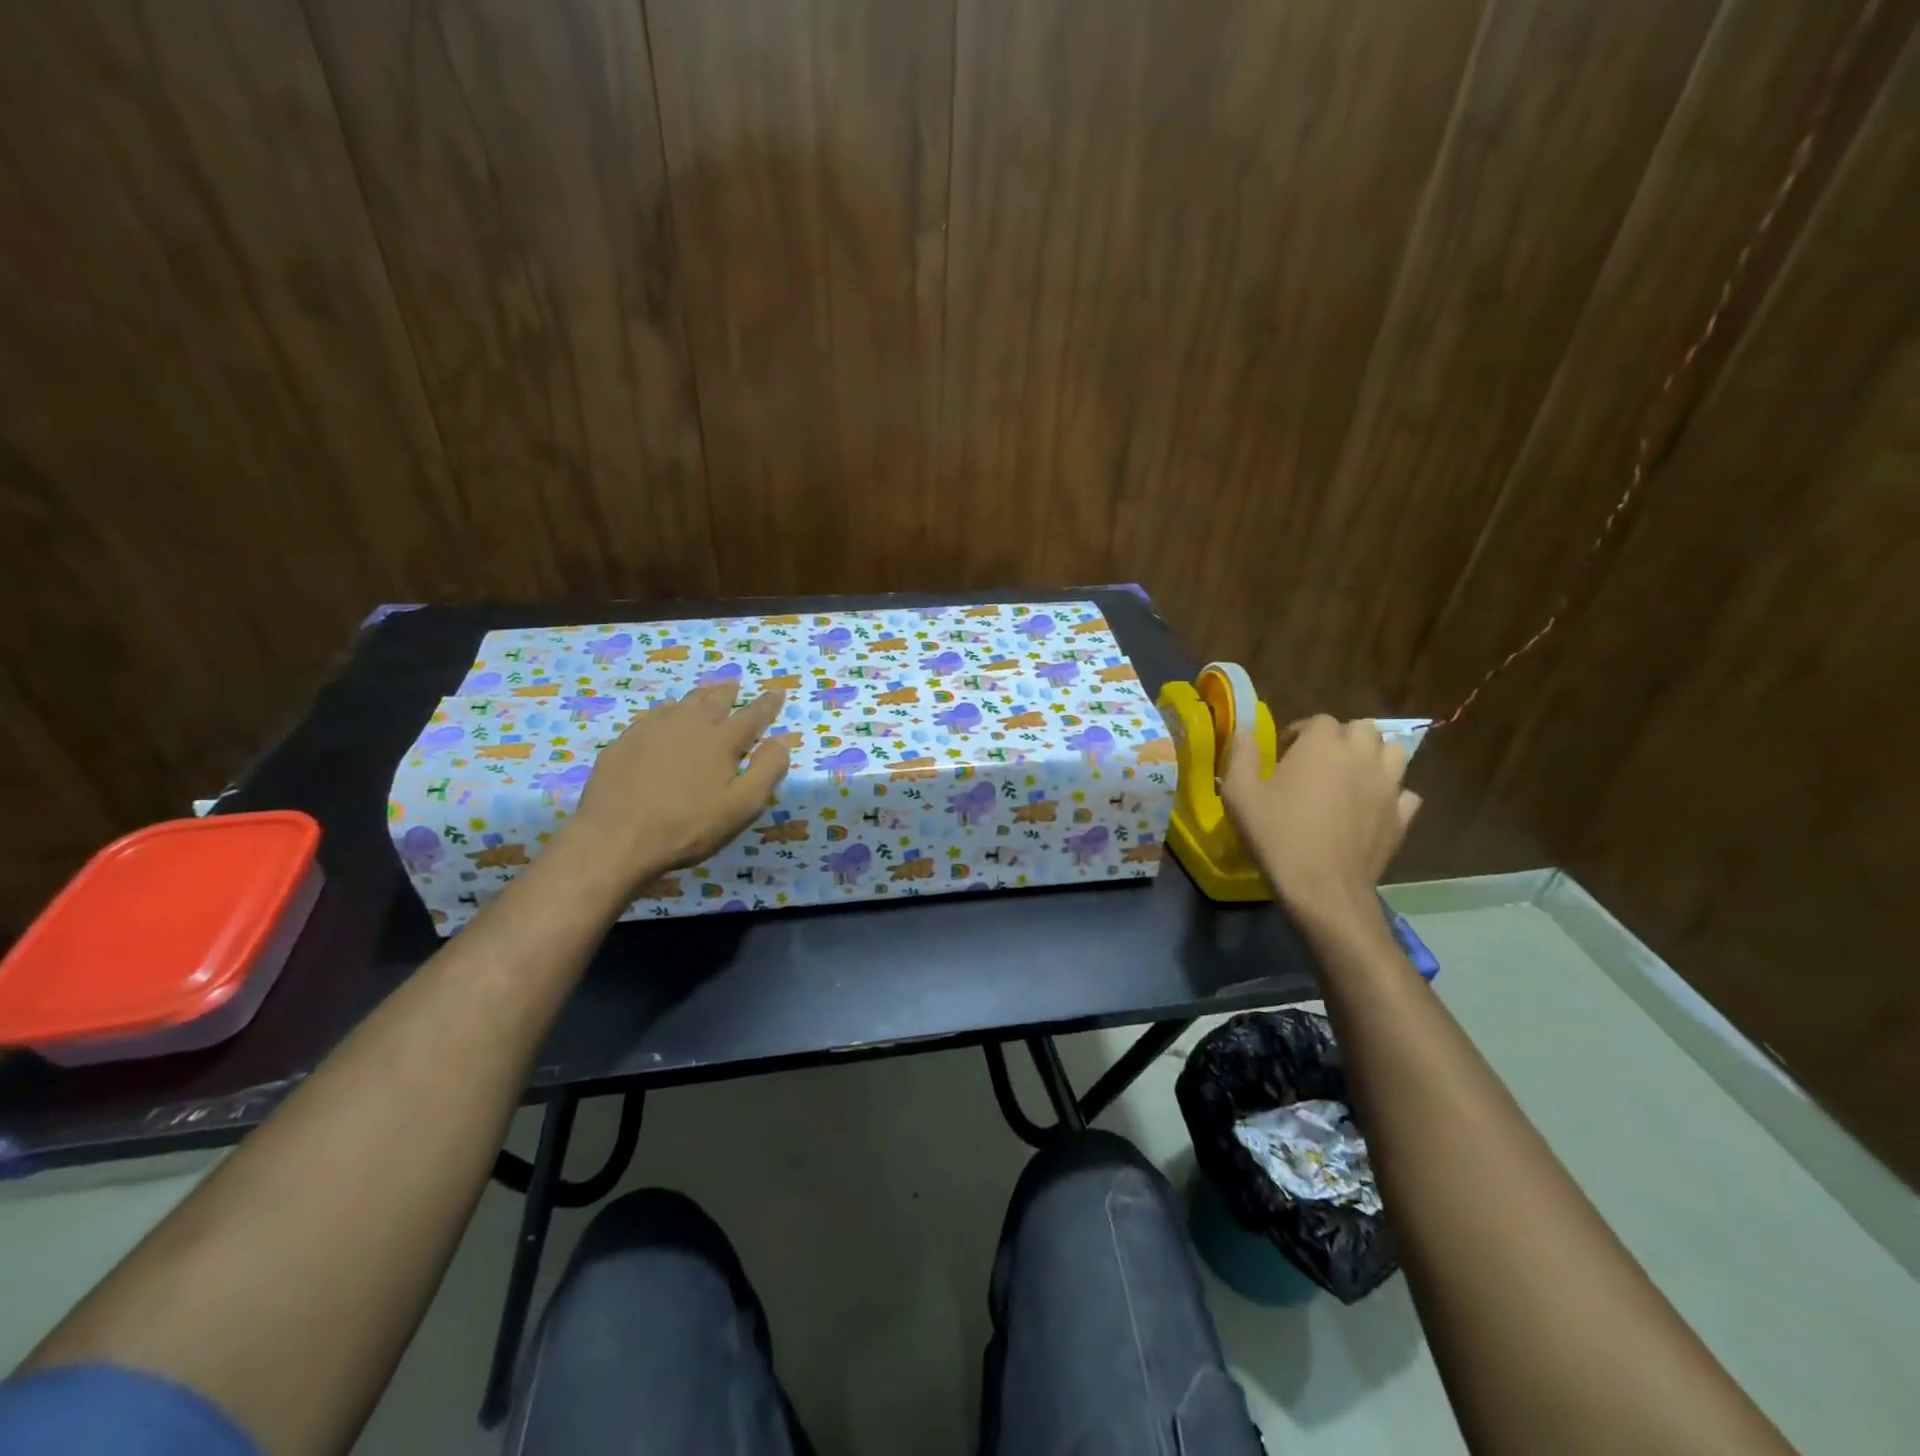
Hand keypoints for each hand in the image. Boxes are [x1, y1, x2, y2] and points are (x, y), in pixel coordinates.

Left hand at [565, 684, 790, 890]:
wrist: (616, 839)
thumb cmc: (688, 827)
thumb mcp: (742, 807)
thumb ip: (767, 770)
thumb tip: (782, 739)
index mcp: (721, 741)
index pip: (753, 715)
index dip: (767, 704)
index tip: (778, 691)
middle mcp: (690, 726)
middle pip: (714, 701)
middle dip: (729, 692)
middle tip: (736, 683)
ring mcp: (653, 730)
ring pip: (683, 704)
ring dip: (700, 695)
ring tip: (707, 690)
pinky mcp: (626, 741)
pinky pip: (654, 715)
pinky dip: (668, 709)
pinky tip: (666, 713)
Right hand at [1221, 716, 1419, 927]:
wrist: (1322, 887)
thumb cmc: (1277, 835)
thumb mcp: (1239, 794)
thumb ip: (1241, 756)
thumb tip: (1244, 732)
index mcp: (1322, 745)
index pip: (1319, 720)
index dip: (1301, 733)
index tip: (1284, 753)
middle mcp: (1361, 756)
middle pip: (1362, 729)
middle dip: (1342, 739)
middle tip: (1319, 762)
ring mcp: (1388, 786)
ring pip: (1393, 753)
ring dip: (1373, 758)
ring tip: (1351, 777)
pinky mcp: (1403, 816)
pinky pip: (1405, 793)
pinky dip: (1391, 794)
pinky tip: (1373, 808)